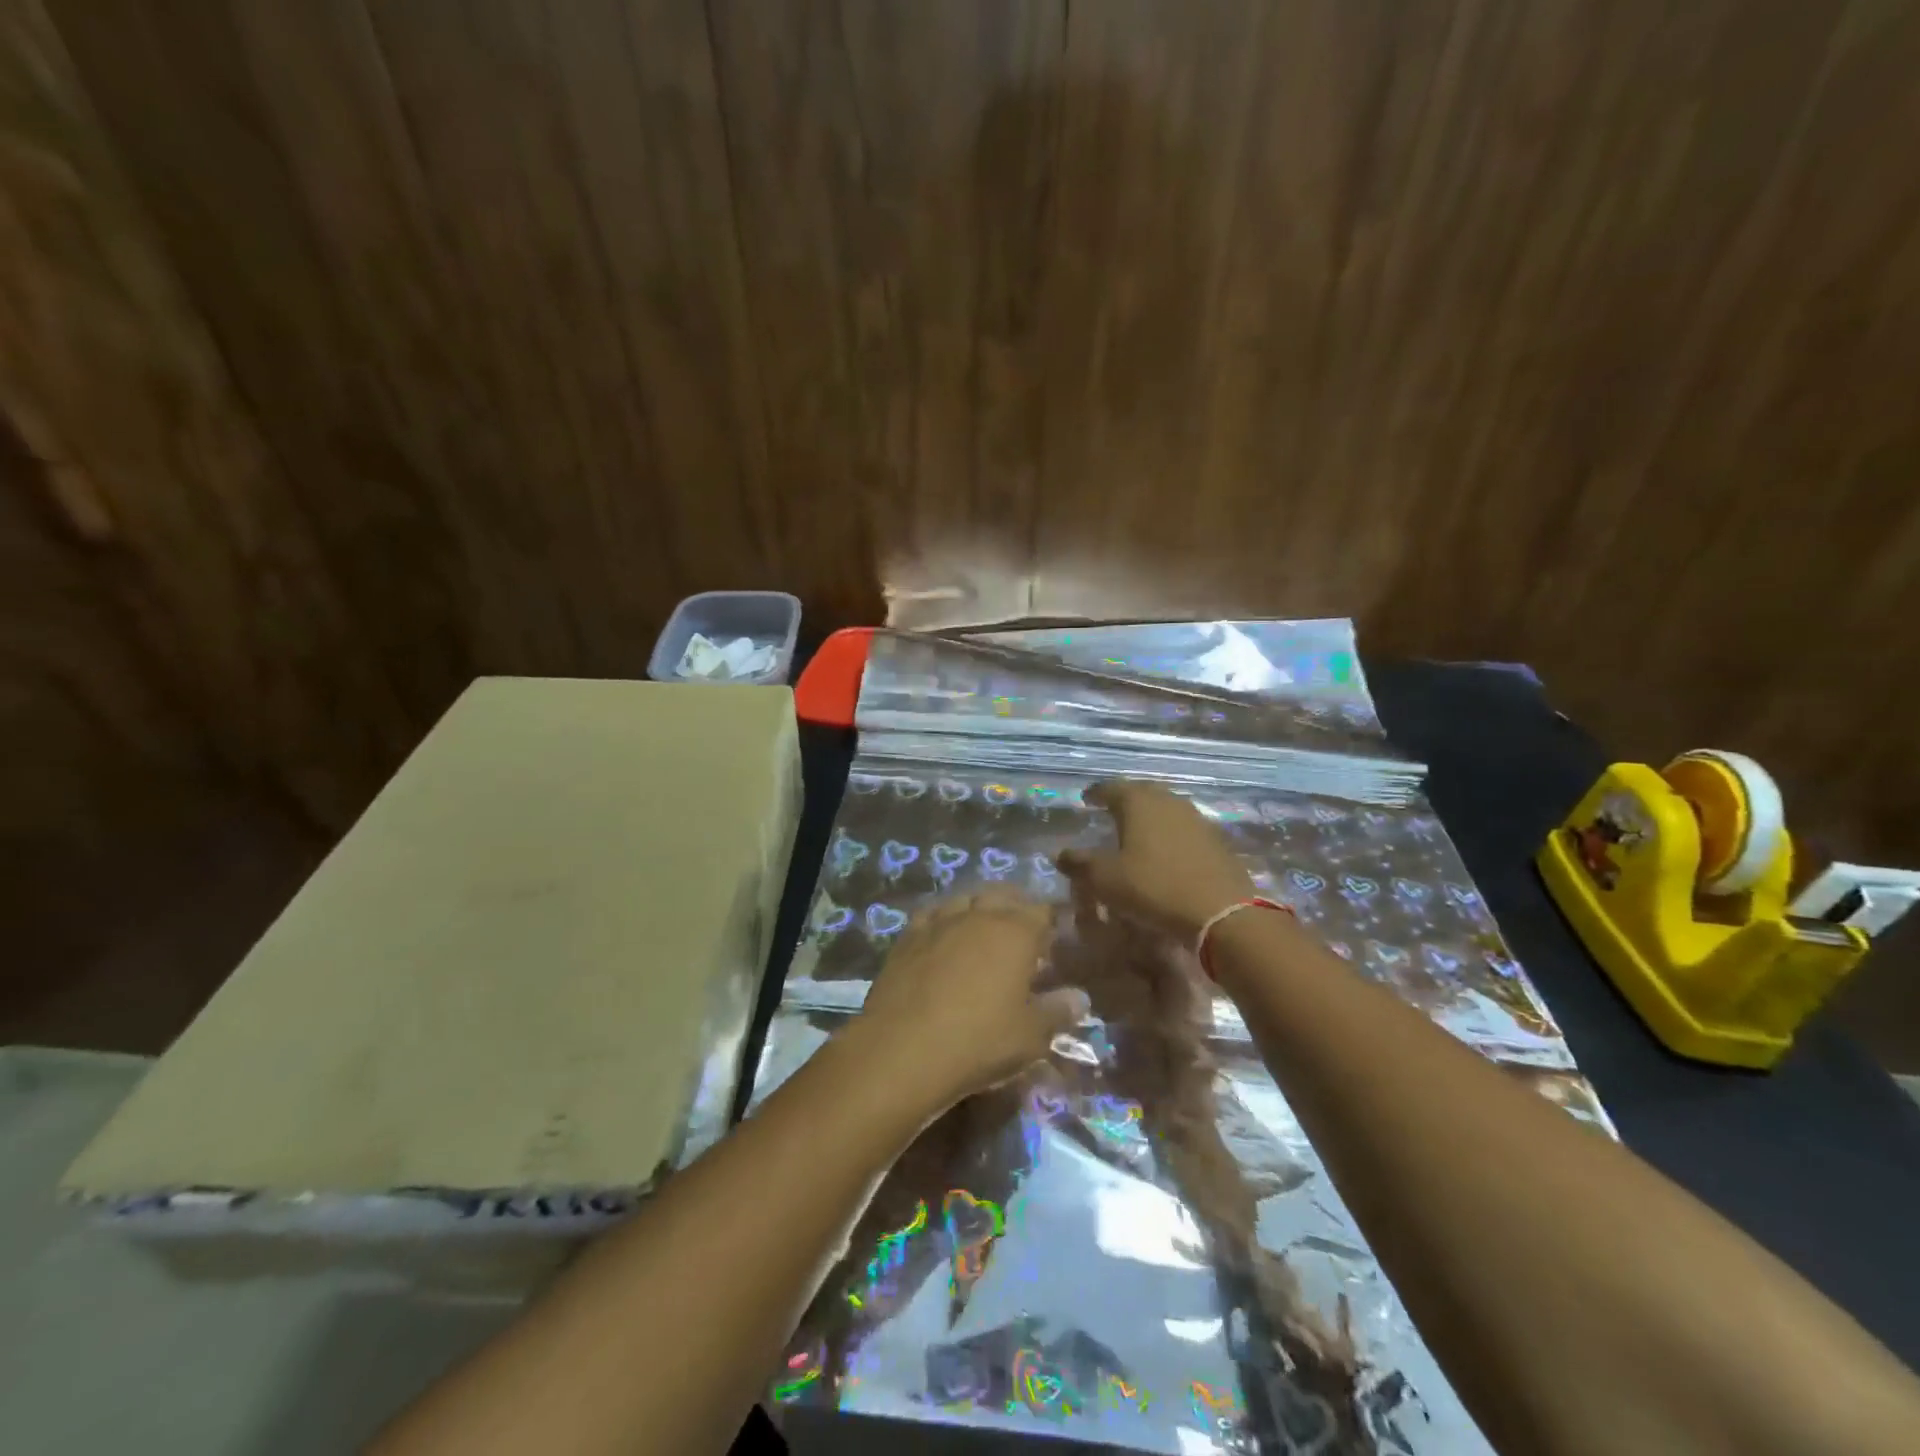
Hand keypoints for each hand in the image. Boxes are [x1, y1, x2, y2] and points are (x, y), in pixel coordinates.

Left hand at [854, 889, 1089, 1106]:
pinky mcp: (908, 935)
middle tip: (1022, 932)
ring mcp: (940, 920)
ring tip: (984, 929)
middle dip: (1017, 907)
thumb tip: (1079, 996)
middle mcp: (979, 914)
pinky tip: (944, 935)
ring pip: (966, 898)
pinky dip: (944, 920)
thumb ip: (1058, 1011)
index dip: (1050, 923)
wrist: (902, 1049)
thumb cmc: (979, 1041)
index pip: (1043, 911)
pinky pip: (933, 914)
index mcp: (1016, 931)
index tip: (1053, 941)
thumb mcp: (1030, 1036)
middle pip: (1004, 895)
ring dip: (980, 907)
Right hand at [1059, 779, 1253, 939]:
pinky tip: (1165, 849)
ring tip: (1137, 829)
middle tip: (1111, 810)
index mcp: (1138, 802)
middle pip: (1142, 792)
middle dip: (1125, 799)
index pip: (1111, 787)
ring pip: (1166, 807)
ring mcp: (1196, 818)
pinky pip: (1184, 827)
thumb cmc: (1154, 888)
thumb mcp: (1105, 880)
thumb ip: (1079, 863)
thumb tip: (1059, 854)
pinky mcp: (1215, 839)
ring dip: (1149, 815)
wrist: (1221, 912)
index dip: (1096, 792)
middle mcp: (1168, 801)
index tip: (1086, 798)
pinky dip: (1169, 833)